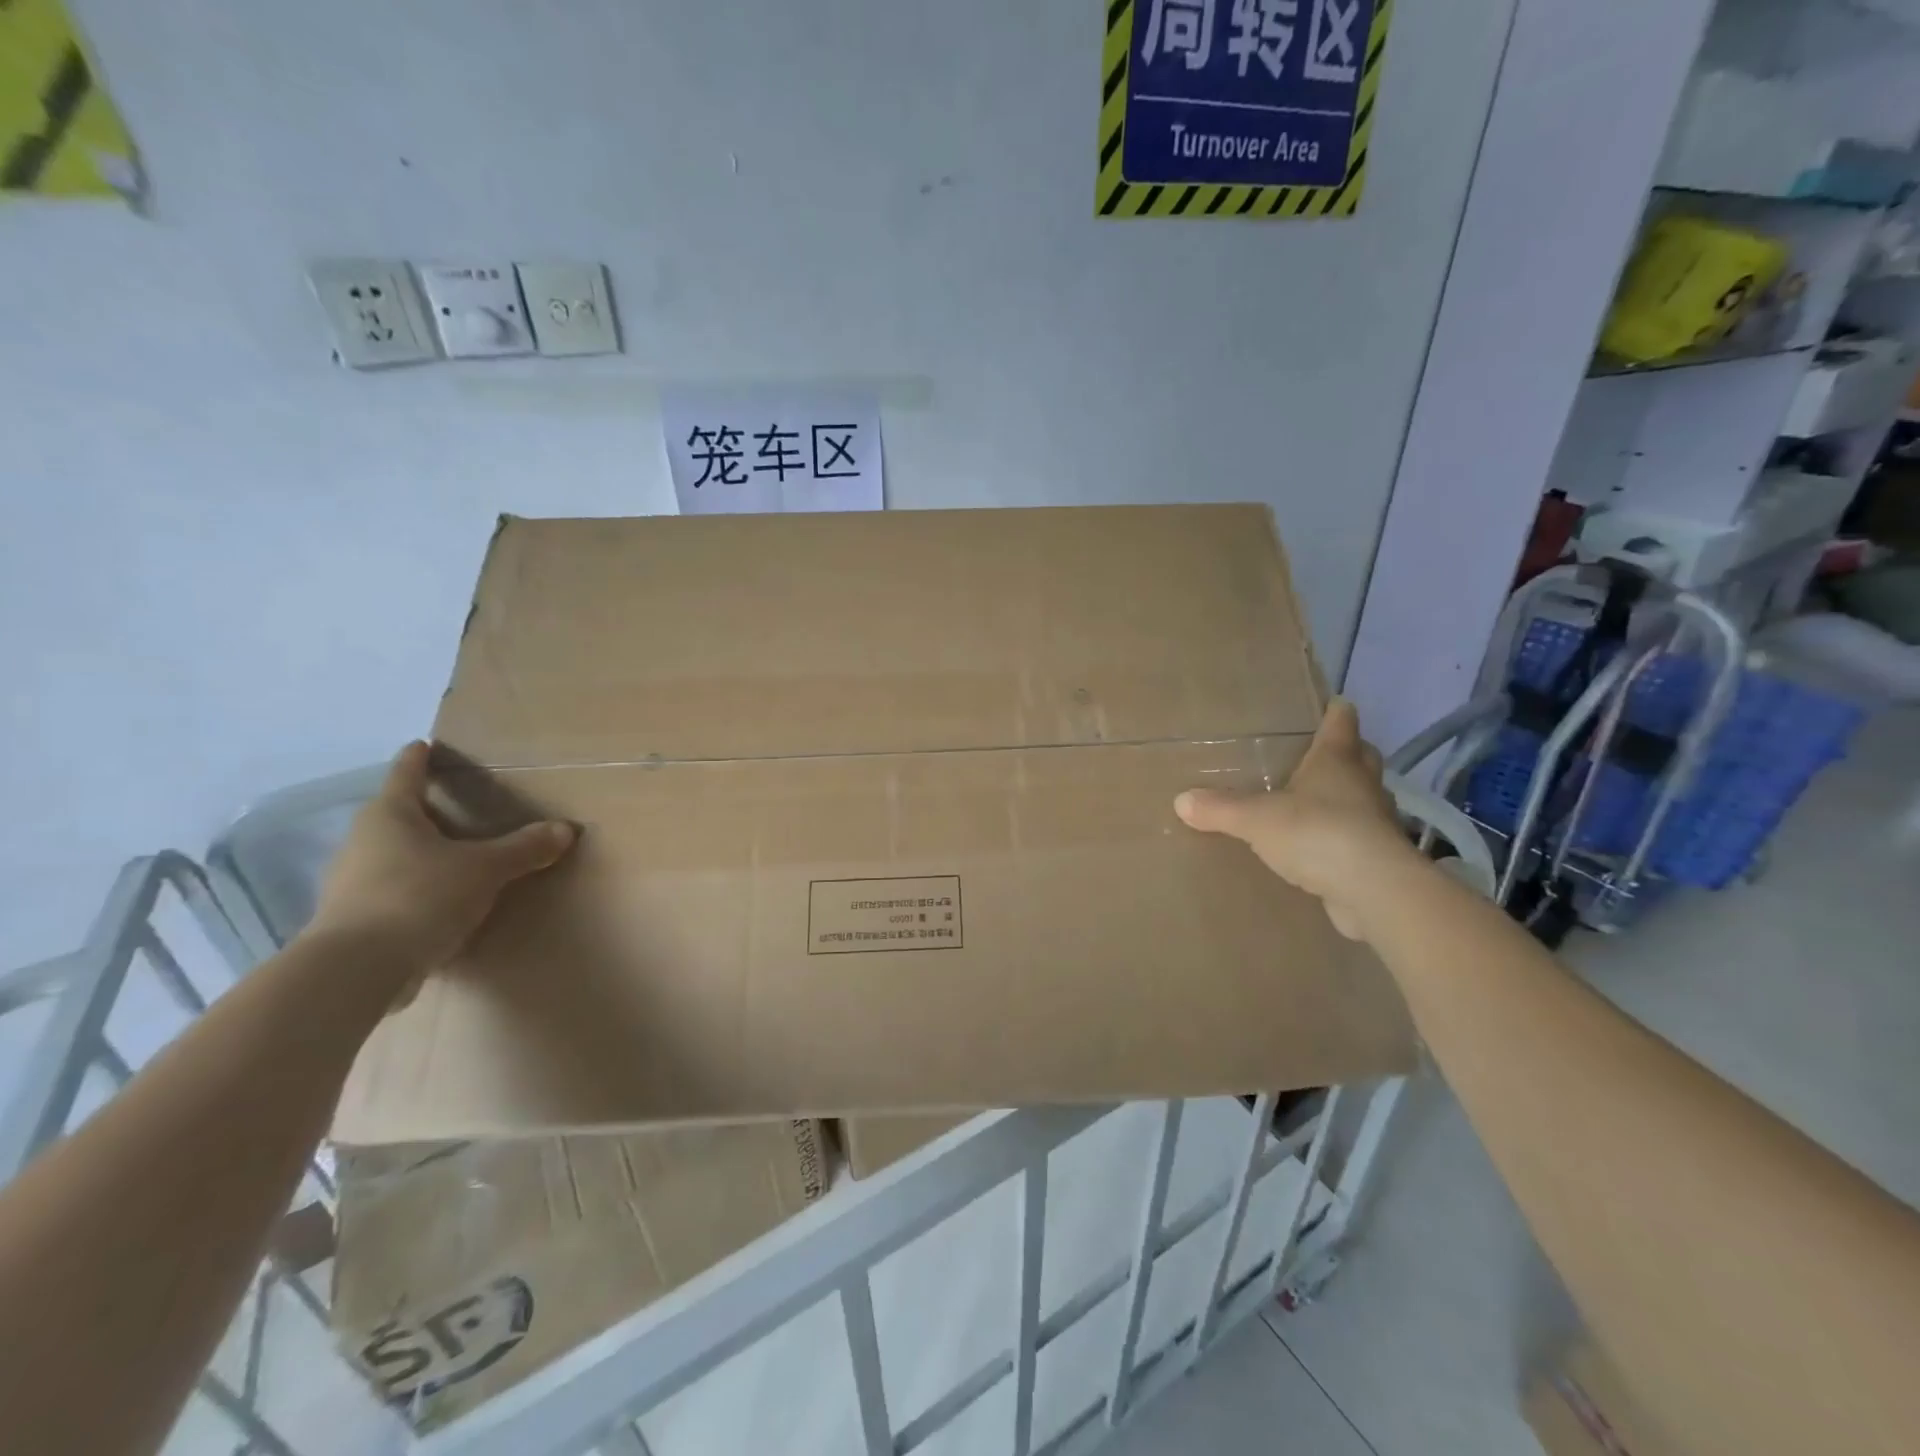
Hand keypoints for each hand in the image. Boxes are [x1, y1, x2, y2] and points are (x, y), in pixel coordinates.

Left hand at [305, 742, 576, 969]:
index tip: (424, 744)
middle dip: (423, 810)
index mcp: (390, 815)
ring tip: (453, 856)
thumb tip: (565, 829)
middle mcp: (363, 842)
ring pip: (390, 855)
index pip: (406, 774)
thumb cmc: (419, 896)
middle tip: (456, 806)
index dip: (418, 758)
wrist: (356, 970)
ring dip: (418, 853)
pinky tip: (438, 902)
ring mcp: (350, 882)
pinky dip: (414, 889)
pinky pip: (390, 891)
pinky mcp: (352, 920)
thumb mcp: (485, 869)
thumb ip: (524, 848)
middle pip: (395, 815)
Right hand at [1175, 699, 1413, 940]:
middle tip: (1314, 754)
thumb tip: (1181, 800)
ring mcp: (1376, 821)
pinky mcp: (1379, 857)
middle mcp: (1362, 784)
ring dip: (1345, 796)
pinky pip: (1358, 837)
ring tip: (1312, 802)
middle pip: (1360, 756)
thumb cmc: (1318, 834)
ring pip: (1362, 797)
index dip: (1334, 710)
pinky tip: (1319, 847)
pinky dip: (1342, 837)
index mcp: (1337, 760)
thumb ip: (1220, 808)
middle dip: (1344, 752)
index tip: (1327, 703)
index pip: (1341, 721)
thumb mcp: (1257, 819)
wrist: (1374, 892)